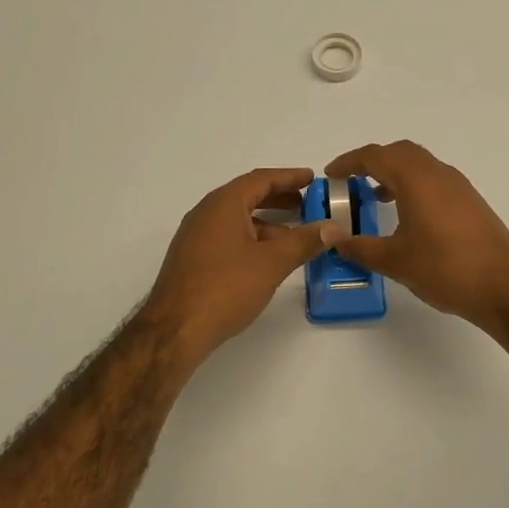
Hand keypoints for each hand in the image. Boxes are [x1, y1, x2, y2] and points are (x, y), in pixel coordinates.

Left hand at [142, 167, 339, 364]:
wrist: (175, 330)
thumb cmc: (225, 288)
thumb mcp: (272, 263)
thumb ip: (304, 241)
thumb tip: (334, 227)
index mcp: (223, 204)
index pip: (260, 179)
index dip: (289, 177)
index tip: (312, 178)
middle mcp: (206, 213)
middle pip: (248, 196)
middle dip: (279, 199)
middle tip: (308, 205)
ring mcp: (196, 237)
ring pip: (238, 220)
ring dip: (267, 223)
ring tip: (296, 236)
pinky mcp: (193, 260)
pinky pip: (228, 237)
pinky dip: (252, 239)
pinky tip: (269, 259)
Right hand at [324, 141, 508, 330]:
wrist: (504, 287)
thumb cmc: (445, 268)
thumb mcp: (394, 260)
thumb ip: (360, 247)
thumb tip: (336, 240)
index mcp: (416, 179)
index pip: (375, 156)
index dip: (349, 162)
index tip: (330, 174)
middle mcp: (438, 173)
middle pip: (400, 153)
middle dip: (372, 162)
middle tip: (351, 181)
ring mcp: (459, 186)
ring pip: (420, 165)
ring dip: (394, 174)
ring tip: (374, 197)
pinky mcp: (470, 202)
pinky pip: (434, 180)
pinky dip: (413, 186)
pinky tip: (407, 215)